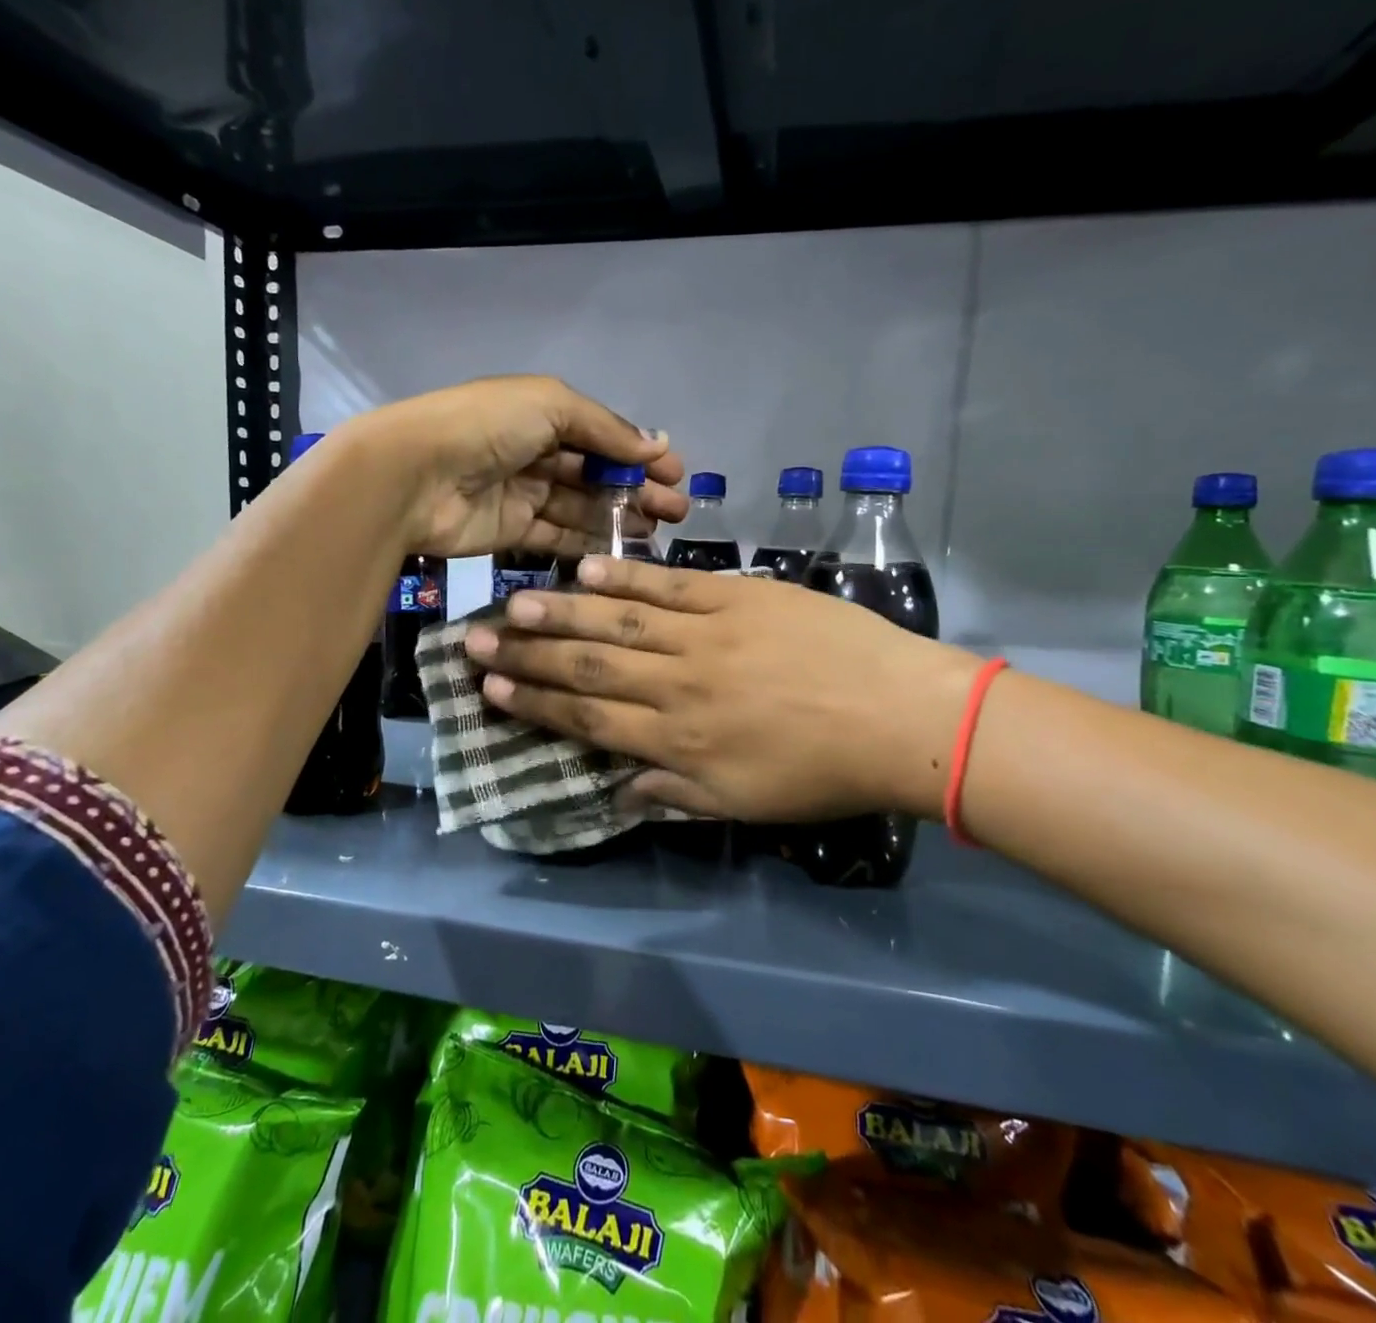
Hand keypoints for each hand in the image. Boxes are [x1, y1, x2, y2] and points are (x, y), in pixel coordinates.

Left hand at [350, 377, 686, 557]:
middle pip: (596, 474)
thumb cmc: (486, 427)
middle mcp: (535, 453)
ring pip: (581, 508)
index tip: (676, 475)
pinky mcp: (512, 532)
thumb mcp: (550, 406)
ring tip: (658, 532)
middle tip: (677, 511)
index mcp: (542, 414)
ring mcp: (523, 494)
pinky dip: (587, 544)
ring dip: (619, 518)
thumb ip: (605, 428)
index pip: (601, 435)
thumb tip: (656, 445)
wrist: (415, 476)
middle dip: (637, 490)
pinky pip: (558, 538)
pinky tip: (621, 553)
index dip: (639, 454)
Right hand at [461, 557, 984, 820]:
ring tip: (515, 602)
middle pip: (588, 666)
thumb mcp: (743, 806)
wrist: (899, 717)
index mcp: (677, 740)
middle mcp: (677, 685)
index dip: (535, 704)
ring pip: (619, 622)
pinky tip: (589, 570)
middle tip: (476, 641)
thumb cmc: (822, 772)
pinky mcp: (739, 597)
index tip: (493, 690)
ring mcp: (707, 635)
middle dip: (527, 655)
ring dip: (562, 613)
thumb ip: (673, 793)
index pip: (588, 717)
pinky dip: (626, 578)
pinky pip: (671, 585)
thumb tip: (616, 791)